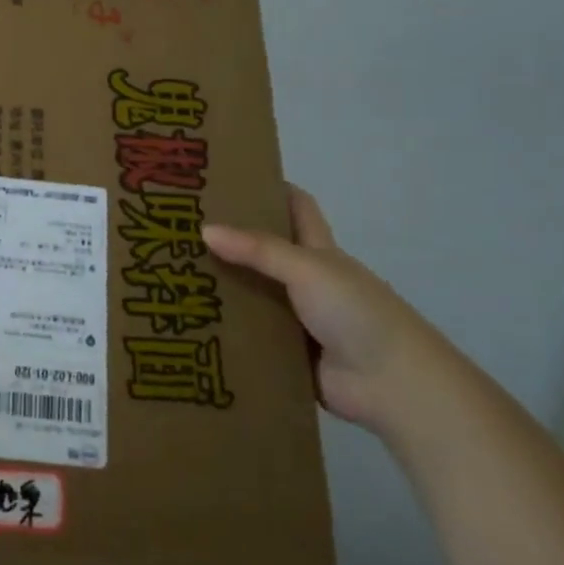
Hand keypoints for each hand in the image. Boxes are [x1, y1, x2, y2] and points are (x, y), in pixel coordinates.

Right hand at [205, 186, 460, 435]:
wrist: (393, 386)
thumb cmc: (358, 313)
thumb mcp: (308, 269)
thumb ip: (258, 250)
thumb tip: (204, 230)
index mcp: (319, 252)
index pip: (296, 207)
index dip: (269, 188)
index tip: (226, 178)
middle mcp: (306, 281)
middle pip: (262, 251)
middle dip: (228, 239)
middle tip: (180, 228)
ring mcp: (296, 319)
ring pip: (251, 294)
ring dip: (220, 287)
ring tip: (170, 274)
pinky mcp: (286, 353)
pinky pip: (249, 337)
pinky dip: (225, 331)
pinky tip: (191, 324)